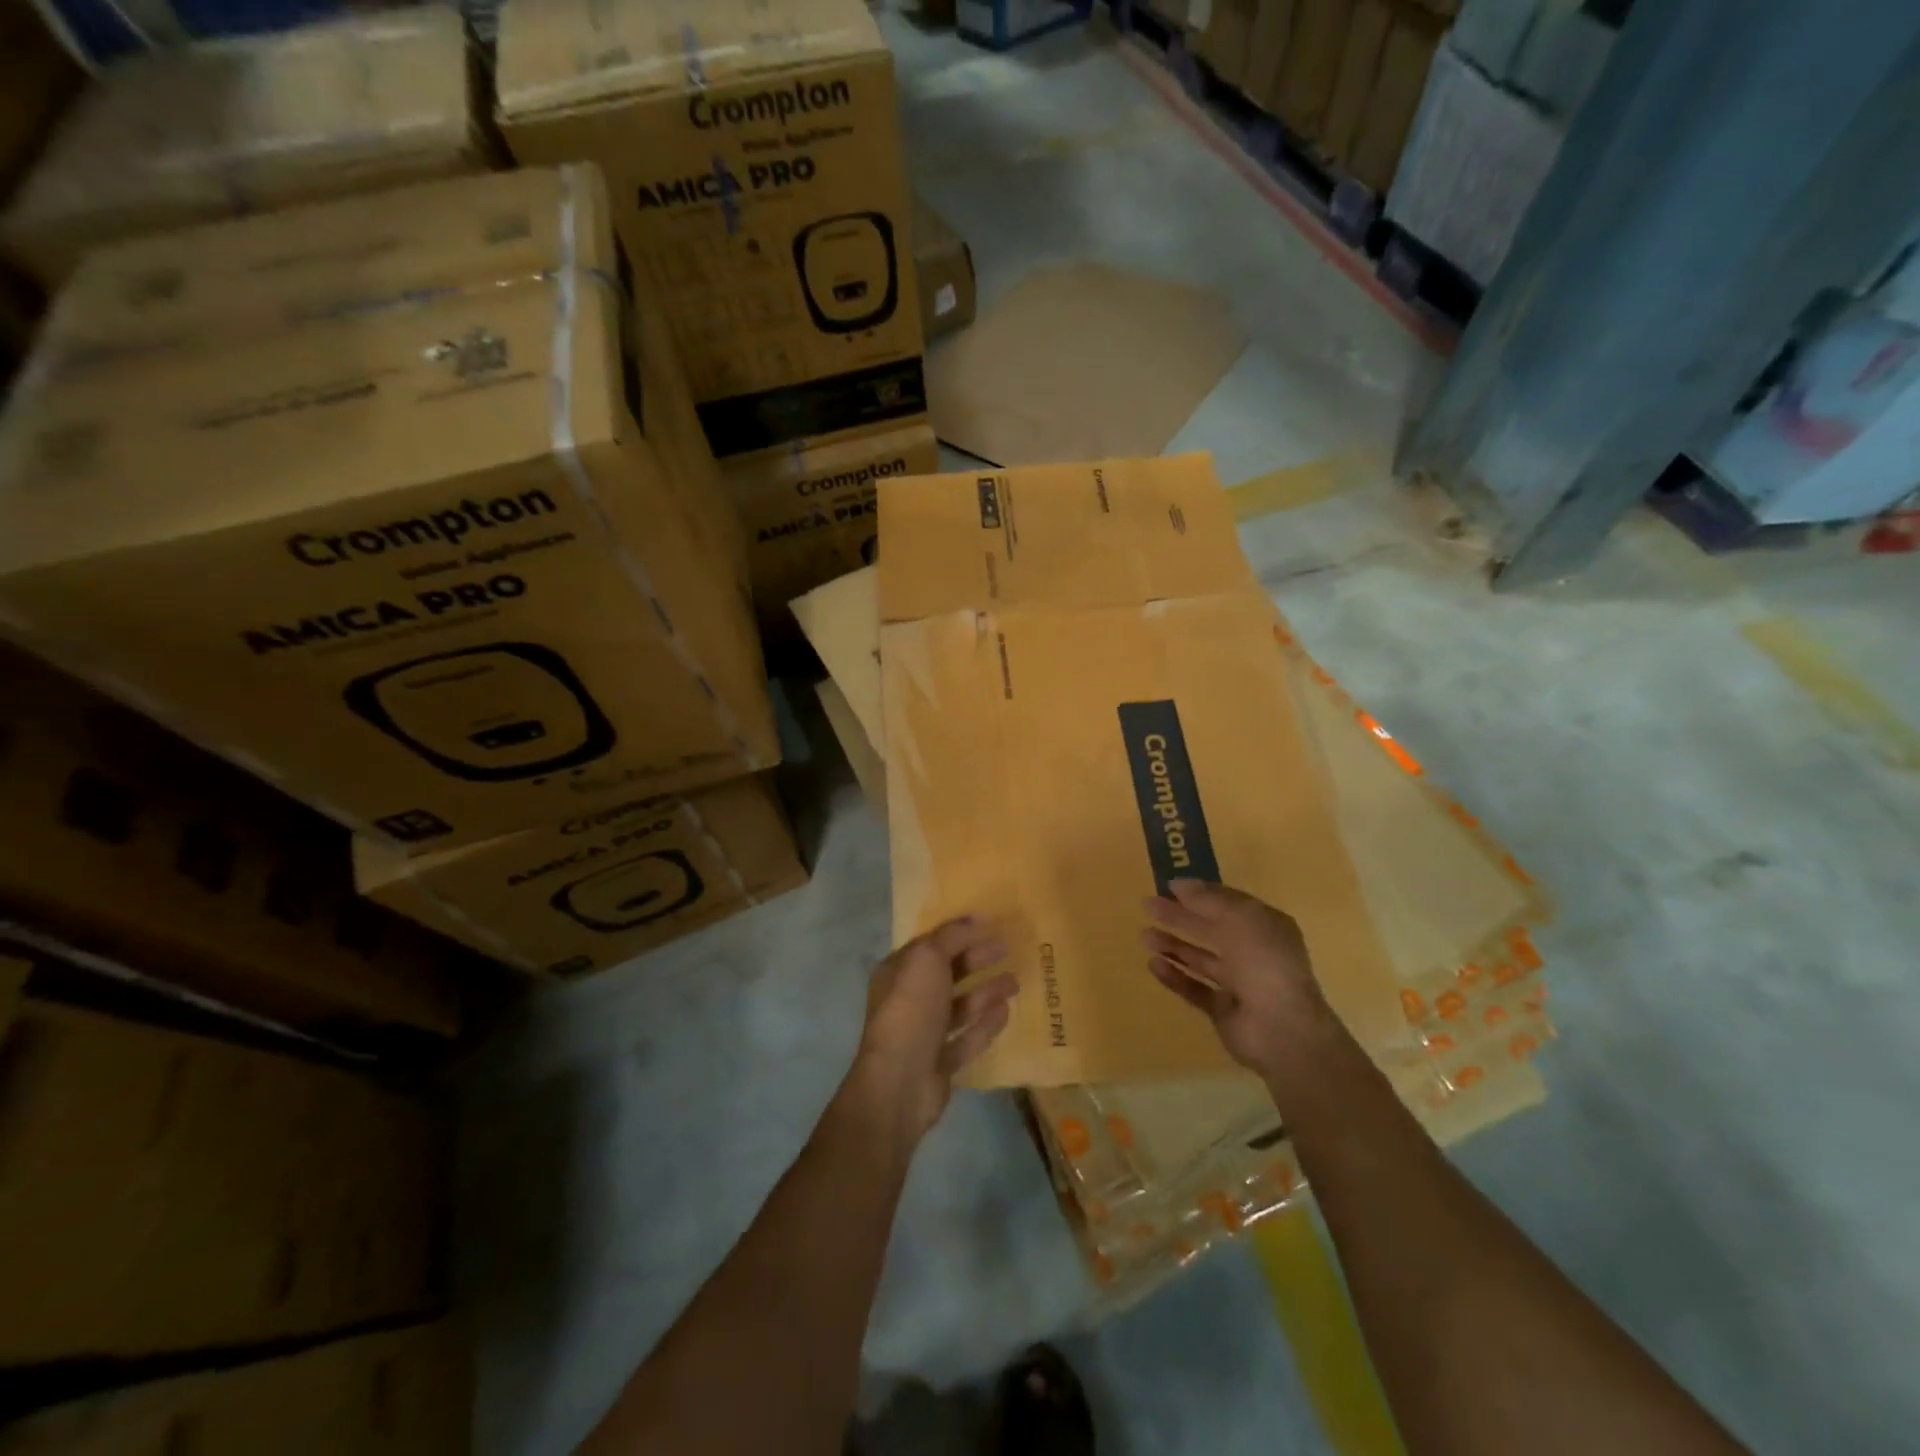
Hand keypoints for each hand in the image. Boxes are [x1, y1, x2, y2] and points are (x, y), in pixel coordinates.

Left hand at [853, 917, 1018, 1142]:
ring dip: (986, 992)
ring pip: (960, 1006)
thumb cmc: (911, 1009)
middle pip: (947, 973)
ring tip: (1015, 981)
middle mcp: (908, 1000)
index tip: (991, 924)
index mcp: (898, 972)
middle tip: (1007, 948)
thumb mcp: (927, 959)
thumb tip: (976, 919)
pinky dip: (985, 1024)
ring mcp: (924, 1033)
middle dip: (976, 959)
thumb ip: (951, 937)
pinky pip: (967, 1038)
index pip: (931, 944)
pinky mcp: (940, 1063)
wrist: (900, 1081)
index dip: (959, 933)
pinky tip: (1007, 1012)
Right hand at [1141, 880, 1335, 1075]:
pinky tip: (1153, 964)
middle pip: (1211, 929)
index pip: (1230, 903)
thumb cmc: (1264, 963)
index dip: (1201, 893)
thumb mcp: (1239, 919)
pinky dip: (1175, 977)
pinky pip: (1195, 989)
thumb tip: (1179, 884)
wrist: (1281, 1030)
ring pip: (1201, 959)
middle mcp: (1254, 953)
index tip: (1169, 886)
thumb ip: (1207, 901)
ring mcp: (1240, 984)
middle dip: (1180, 917)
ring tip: (1144, 935)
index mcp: (1267, 927)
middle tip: (1148, 905)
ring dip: (1174, 946)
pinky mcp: (1224, 1011)